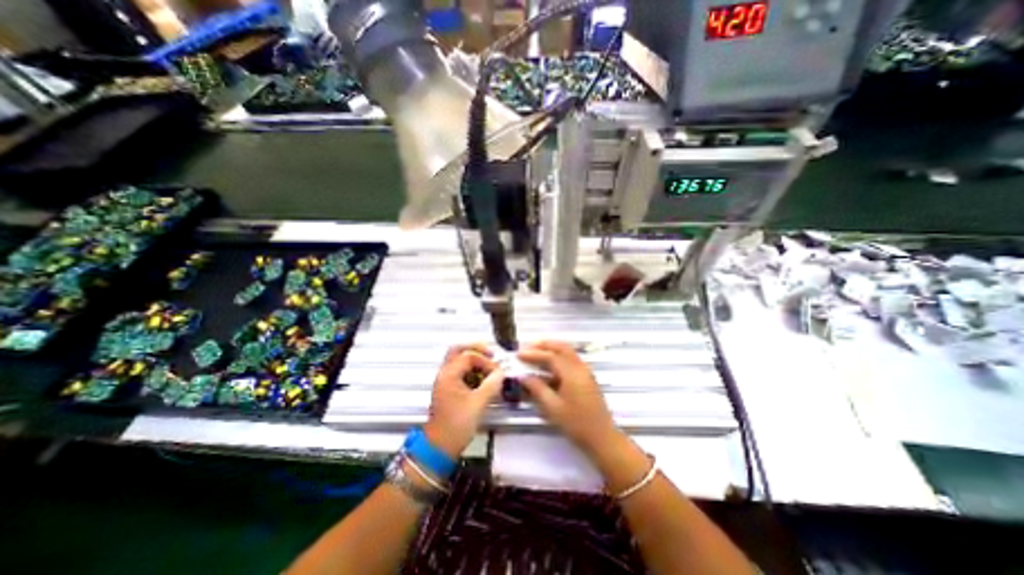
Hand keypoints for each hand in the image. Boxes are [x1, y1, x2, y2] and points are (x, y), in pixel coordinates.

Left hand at [425, 344, 502, 460]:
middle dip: (476, 349)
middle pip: (458, 350)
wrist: (440, 446)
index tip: (496, 371)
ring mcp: (446, 381)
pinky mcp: (449, 389)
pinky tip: (483, 378)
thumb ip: (491, 384)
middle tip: (491, 354)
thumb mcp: (478, 403)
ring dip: (474, 359)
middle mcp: (445, 374)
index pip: (468, 356)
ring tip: (489, 366)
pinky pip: (461, 371)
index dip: (485, 361)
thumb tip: (501, 373)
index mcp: (449, 374)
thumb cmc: (456, 425)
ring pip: (459, 360)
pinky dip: (472, 370)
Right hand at [516, 341, 618, 457]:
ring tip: (536, 353)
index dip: (534, 354)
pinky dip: (559, 358)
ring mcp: (586, 372)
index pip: (550, 356)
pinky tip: (549, 366)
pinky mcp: (587, 378)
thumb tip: (523, 376)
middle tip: (528, 347)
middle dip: (545, 345)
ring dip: (552, 349)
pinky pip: (571, 360)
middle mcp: (580, 367)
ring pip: (568, 352)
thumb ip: (537, 389)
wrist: (602, 437)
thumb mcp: (553, 407)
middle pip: (562, 348)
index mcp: (572, 373)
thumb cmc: (576, 424)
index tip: (519, 354)